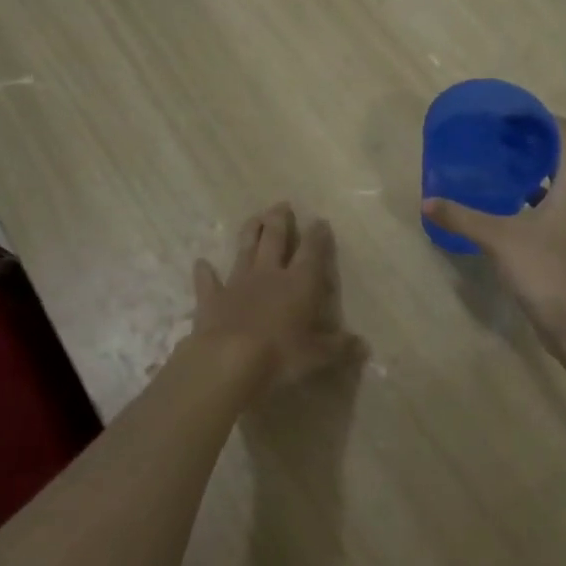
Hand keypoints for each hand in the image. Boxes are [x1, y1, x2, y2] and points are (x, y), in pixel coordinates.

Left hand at [192, 202, 360, 392]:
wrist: (228, 360)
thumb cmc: (280, 355)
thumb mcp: (318, 356)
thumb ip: (340, 348)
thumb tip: (363, 347)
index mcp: (299, 284)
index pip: (311, 252)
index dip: (317, 236)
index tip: (320, 221)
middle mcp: (269, 275)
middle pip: (274, 239)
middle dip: (279, 221)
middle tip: (281, 205)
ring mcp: (237, 284)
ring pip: (244, 250)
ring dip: (250, 233)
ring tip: (254, 217)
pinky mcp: (211, 299)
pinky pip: (207, 281)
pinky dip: (204, 272)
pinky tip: (201, 263)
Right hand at [422, 118, 565, 341]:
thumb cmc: (546, 271)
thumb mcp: (500, 239)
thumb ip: (463, 218)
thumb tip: (428, 201)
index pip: (564, 134)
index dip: (538, 118)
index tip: (507, 115)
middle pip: (558, 158)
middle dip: (527, 145)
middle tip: (491, 140)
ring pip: (552, 186)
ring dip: (526, 175)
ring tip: (491, 169)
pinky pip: (547, 210)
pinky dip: (526, 202)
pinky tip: (499, 210)